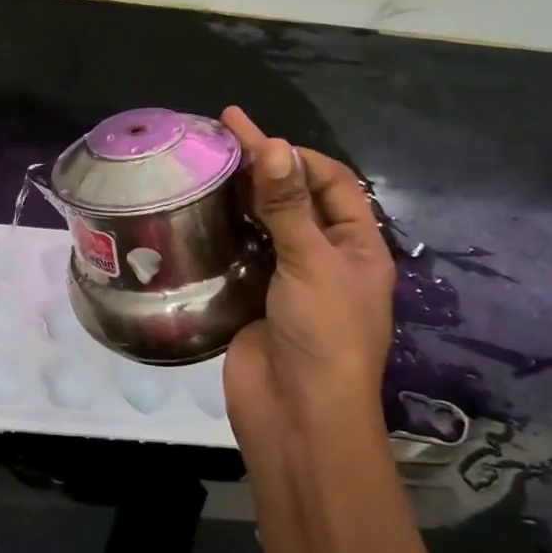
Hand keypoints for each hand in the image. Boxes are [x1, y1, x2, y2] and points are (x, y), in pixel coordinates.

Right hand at [219, 108, 395, 463]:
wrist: (297, 416)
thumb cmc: (323, 335)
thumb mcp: (312, 264)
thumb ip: (288, 206)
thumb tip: (274, 145)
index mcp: (357, 247)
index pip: (331, 183)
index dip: (296, 156)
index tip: (253, 135)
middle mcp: (323, 257)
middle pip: (293, 199)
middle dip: (262, 167)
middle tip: (218, 137)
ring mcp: (285, 278)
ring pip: (262, 224)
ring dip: (238, 196)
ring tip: (202, 165)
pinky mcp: (251, 297)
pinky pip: (237, 253)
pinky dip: (220, 230)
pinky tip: (195, 211)